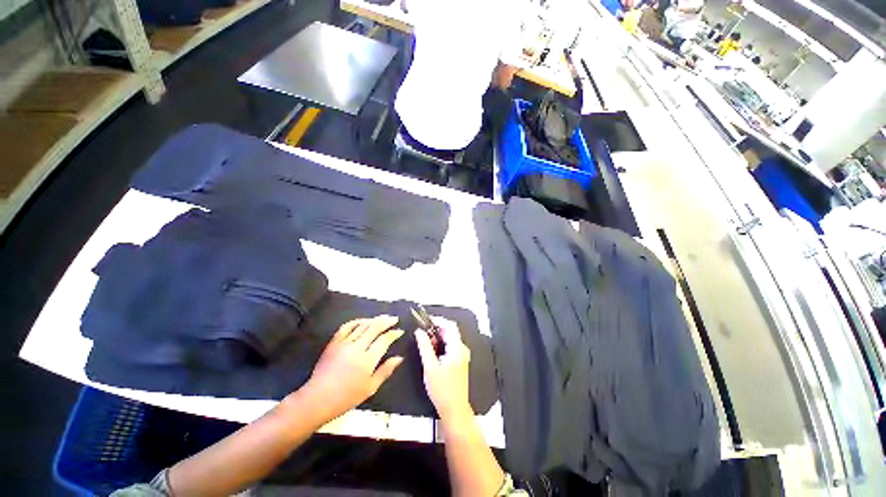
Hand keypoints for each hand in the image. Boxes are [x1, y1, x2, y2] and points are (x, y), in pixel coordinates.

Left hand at [301, 316, 403, 422]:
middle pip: (374, 328)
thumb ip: (386, 371)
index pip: (384, 340)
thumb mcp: (370, 388)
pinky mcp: (334, 342)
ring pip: (362, 325)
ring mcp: (344, 343)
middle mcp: (357, 347)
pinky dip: (356, 321)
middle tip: (394, 319)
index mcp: (367, 360)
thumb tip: (399, 358)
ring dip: (374, 320)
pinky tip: (363, 321)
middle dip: (386, 321)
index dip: (393, 334)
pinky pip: (346, 326)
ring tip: (382, 318)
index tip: (400, 331)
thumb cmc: (347, 397)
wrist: (318, 398)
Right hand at [414, 318, 471, 421]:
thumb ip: (424, 347)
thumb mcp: (430, 367)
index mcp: (457, 348)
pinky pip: (450, 346)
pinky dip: (441, 345)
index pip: (450, 326)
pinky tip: (432, 352)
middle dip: (436, 329)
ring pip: (449, 338)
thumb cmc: (442, 389)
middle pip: (450, 331)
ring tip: (425, 343)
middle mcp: (462, 349)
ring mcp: (462, 355)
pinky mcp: (459, 360)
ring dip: (437, 337)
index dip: (438, 320)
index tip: (425, 320)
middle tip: (422, 333)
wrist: (454, 409)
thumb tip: (419, 331)